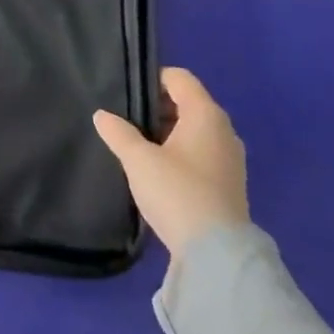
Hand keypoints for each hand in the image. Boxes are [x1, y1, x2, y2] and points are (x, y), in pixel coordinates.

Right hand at [93, 68, 248, 257]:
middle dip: (158, 108)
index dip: (152, 79)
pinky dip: (182, 154)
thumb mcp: (138, 160)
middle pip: (188, 103)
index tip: (128, 95)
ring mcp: (231, 159)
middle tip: (128, 121)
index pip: (179, 78)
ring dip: (169, 133)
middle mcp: (224, 130)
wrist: (217, 256)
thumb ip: (118, 133)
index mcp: (205, 114)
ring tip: (140, 148)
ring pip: (195, 131)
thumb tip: (102, 115)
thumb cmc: (177, 193)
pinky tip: (161, 172)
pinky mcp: (230, 184)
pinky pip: (202, 153)